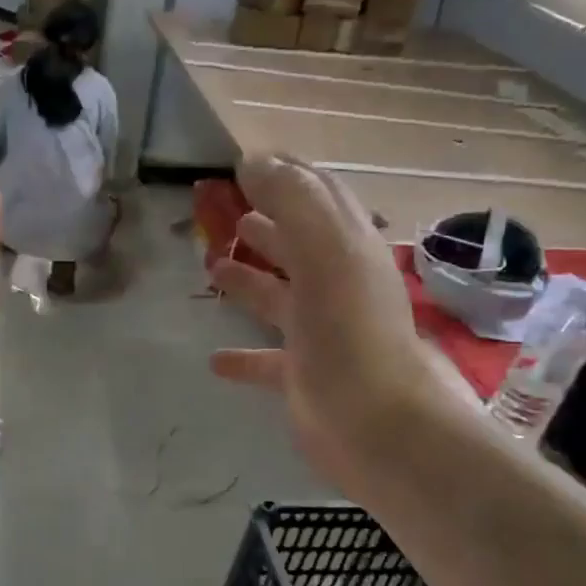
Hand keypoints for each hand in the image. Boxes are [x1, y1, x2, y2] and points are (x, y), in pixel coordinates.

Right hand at [210, 155, 461, 496]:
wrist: (375, 424)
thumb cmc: (349, 332)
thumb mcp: (325, 252)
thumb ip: (292, 201)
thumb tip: (253, 161)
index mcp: (348, 249)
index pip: (319, 197)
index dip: (287, 176)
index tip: (246, 164)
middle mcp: (336, 286)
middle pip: (297, 244)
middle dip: (265, 225)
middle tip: (224, 213)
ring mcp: (320, 332)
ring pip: (278, 296)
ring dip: (248, 280)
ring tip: (211, 266)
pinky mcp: (302, 375)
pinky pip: (266, 359)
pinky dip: (242, 355)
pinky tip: (215, 359)